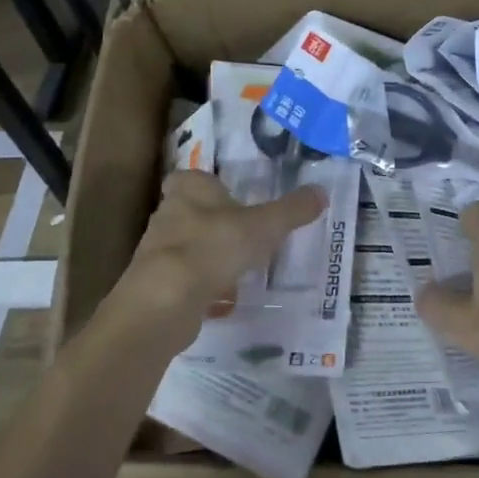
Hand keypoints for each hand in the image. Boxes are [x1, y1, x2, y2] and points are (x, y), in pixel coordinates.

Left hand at [117, 171, 325, 346]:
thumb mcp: (264, 226)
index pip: (194, 177)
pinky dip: (202, 284)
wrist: (165, 300)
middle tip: (244, 232)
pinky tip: (222, 297)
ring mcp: (158, 250)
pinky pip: (184, 278)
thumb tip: (322, 191)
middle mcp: (167, 212)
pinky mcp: (156, 283)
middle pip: (191, 210)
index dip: (211, 186)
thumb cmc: (214, 246)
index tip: (233, 198)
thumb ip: (292, 210)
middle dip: (214, 221)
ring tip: (238, 266)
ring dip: (208, 254)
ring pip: (188, 245)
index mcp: (189, 188)